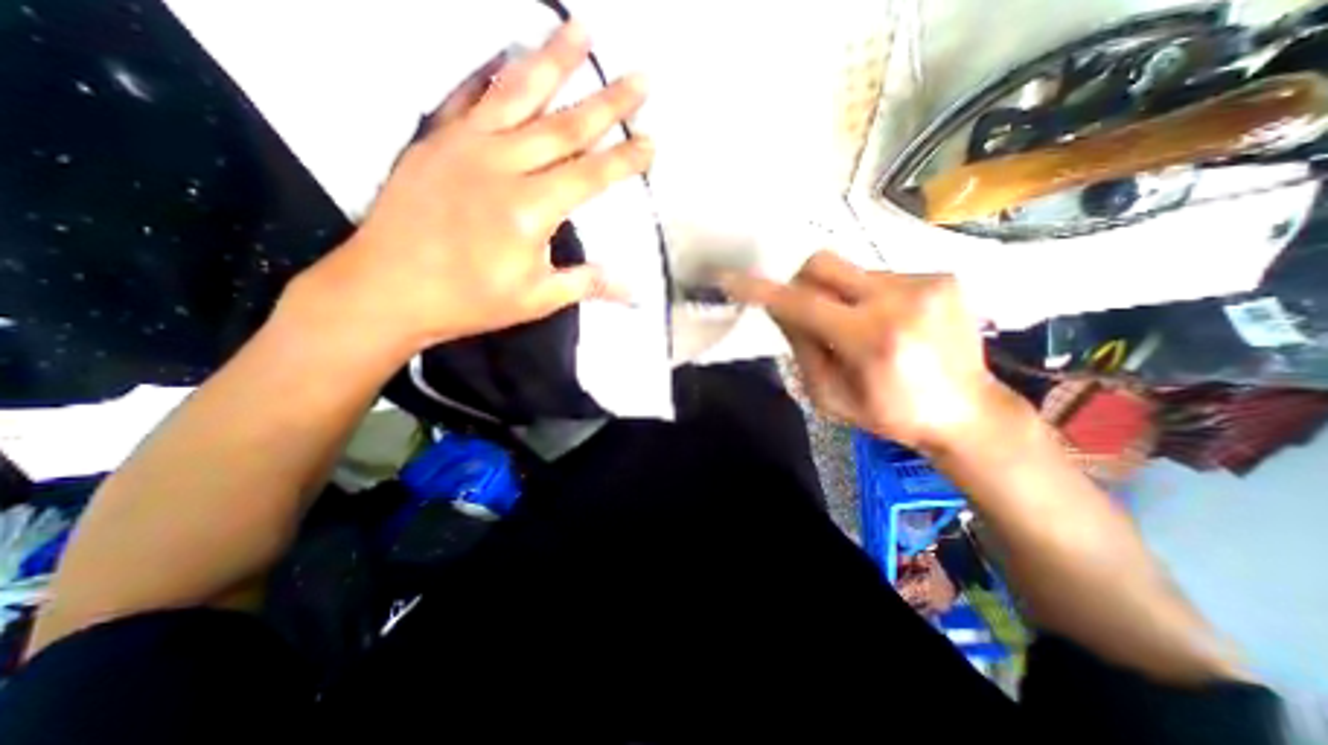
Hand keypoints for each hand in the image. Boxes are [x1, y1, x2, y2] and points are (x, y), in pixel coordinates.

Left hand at [298, 20, 655, 358]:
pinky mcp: (435, 138)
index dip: (625, 159)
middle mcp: (502, 165)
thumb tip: (632, 291)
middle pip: (565, 125)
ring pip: (518, 92)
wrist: (387, 288)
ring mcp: (465, 144)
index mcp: (530, 208)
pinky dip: (492, 71)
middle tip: (640, 77)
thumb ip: (587, 283)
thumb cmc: (469, 300)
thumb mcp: (536, 299)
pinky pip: (468, 94)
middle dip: (608, 101)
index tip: (651, 141)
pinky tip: (509, 50)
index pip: (591, 175)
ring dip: (554, 59)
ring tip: (581, 30)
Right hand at [723, 254, 1012, 449]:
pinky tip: (887, 323)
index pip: (801, 304)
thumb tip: (781, 308)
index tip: (731, 279)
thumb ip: (802, 349)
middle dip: (801, 283)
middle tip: (806, 312)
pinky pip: (880, 275)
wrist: (968, 412)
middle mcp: (900, 300)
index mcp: (872, 340)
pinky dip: (868, 296)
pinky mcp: (943, 277)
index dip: (761, 291)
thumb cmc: (890, 414)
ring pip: (851, 271)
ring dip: (839, 296)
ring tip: (859, 328)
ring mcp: (927, 283)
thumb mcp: (830, 396)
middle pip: (823, 264)